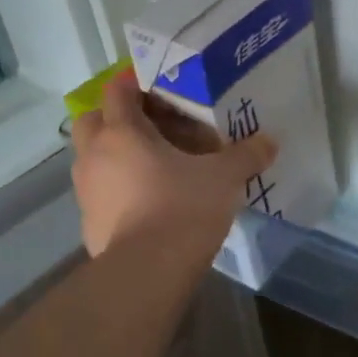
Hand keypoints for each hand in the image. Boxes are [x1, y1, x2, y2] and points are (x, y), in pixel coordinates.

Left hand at [70, 67, 277, 259]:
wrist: (146, 274)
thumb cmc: (182, 208)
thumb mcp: (224, 177)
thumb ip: (246, 155)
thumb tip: (270, 141)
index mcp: (122, 132)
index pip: (117, 90)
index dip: (135, 82)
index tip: (159, 85)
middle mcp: (95, 155)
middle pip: (92, 119)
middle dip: (116, 117)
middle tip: (151, 124)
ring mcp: (86, 191)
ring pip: (92, 157)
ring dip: (115, 153)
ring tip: (153, 163)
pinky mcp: (89, 223)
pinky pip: (99, 192)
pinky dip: (117, 188)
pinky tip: (147, 200)